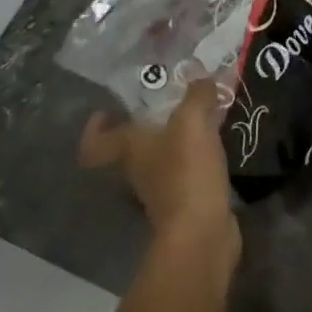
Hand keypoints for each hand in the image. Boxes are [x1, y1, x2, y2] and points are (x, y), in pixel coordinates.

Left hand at [79, 78, 238, 263]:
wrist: (202, 234)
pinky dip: (196, 161)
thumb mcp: (192, 122)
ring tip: (202, 120)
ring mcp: (160, 191)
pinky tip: (216, 147)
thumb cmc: (185, 173)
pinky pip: (186, 174)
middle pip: (131, 148)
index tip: (107, 111)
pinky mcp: (185, 204)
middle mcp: (137, 171)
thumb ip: (197, 95)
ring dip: (175, 143)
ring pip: (160, 160)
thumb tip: (203, 78)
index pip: (95, 142)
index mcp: (128, 149)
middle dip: (148, 126)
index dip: (95, 127)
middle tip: (171, 104)